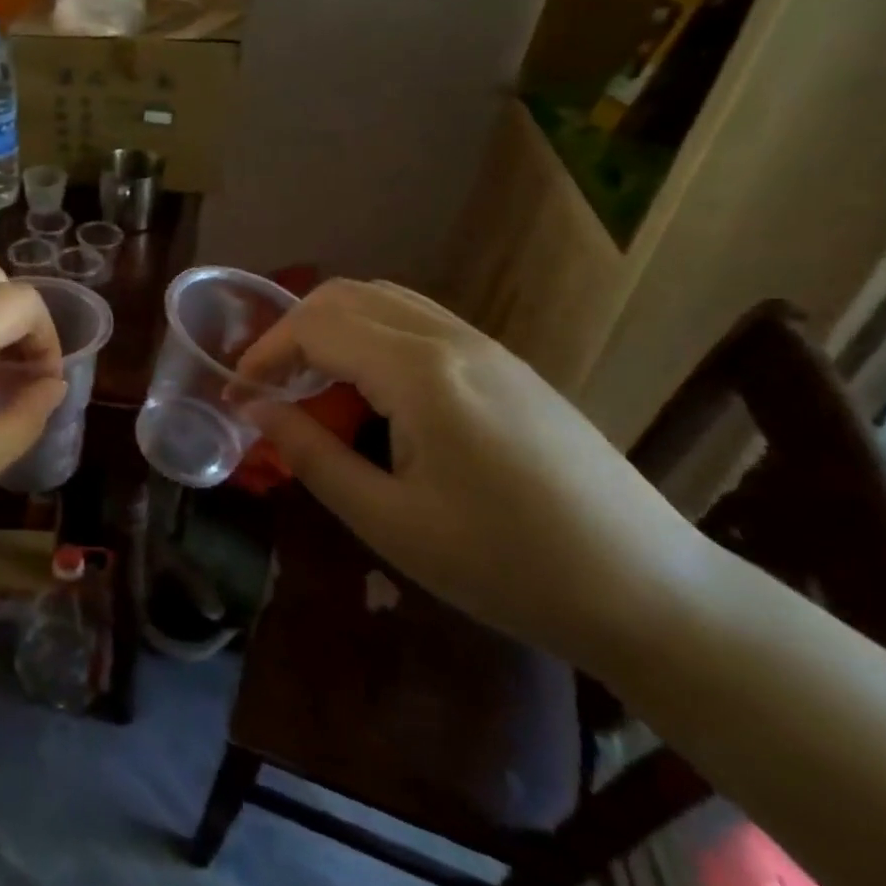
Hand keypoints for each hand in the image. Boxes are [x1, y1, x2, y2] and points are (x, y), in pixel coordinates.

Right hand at [238, 279, 713, 675]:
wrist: (648, 589)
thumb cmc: (506, 565)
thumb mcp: (390, 521)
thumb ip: (313, 455)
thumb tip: (257, 411)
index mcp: (420, 372)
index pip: (315, 327)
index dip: (264, 353)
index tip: (237, 395)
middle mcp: (450, 338)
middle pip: (345, 296)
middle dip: (291, 330)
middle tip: (267, 384)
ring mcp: (485, 345)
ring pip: (383, 299)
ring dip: (332, 327)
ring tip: (311, 382)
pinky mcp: (506, 363)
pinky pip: (418, 320)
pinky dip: (371, 334)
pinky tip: (370, 387)